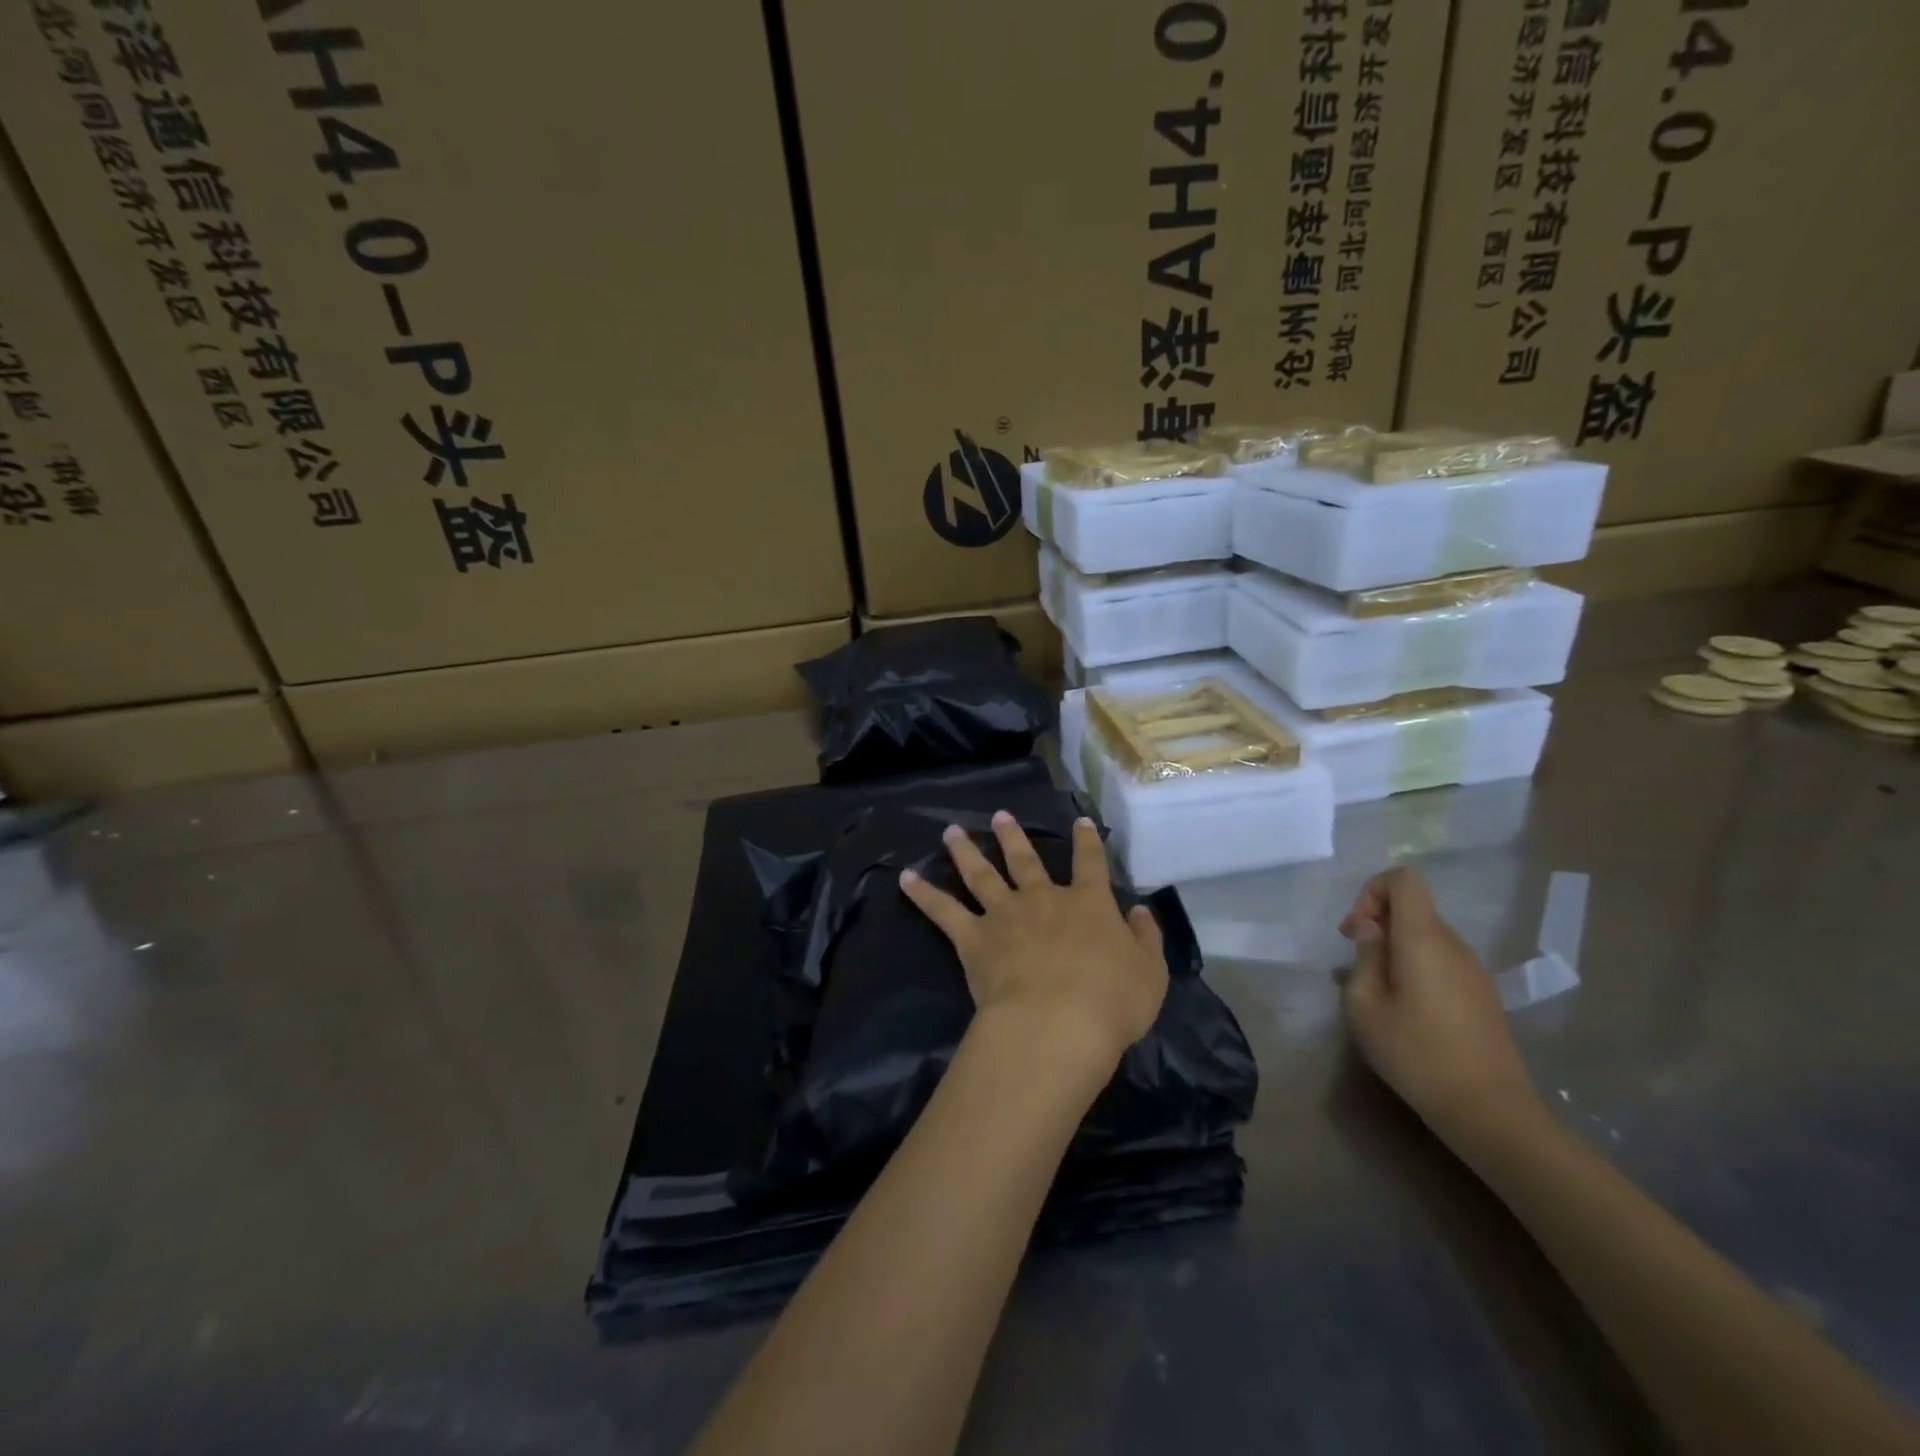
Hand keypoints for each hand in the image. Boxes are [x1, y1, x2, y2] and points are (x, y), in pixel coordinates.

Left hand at [900, 813, 1167, 1074]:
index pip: (1090, 863)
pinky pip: (943, 911)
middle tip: (999, 815)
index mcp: (1088, 904)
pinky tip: (905, 878)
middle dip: (1012, 835)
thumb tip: (1139, 911)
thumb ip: (1145, 938)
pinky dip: (923, 893)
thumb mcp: (1149, 972)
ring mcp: (1004, 914)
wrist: (1058, 1023)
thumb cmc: (1112, 1002)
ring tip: (951, 832)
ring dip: (965, 851)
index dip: (1086, 841)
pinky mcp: (973, 938)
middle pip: (1025, 859)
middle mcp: (1043, 899)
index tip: (1080, 821)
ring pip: (981, 874)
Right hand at [1339, 867, 1544, 1154]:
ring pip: (1426, 935)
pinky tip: (1406, 1010)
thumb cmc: (1417, 1054)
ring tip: (1377, 991)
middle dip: (1377, 923)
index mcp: (1424, 939)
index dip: (1372, 891)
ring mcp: (1473, 970)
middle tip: (1354, 963)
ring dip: (1395, 948)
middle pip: (1413, 907)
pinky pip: (1441, 960)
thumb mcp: (1364, 1006)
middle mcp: (1454, 944)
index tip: (1356, 931)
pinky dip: (1415, 967)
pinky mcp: (1482, 995)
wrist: (1490, 1112)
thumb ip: (1364, 958)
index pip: (1403, 879)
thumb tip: (1372, 933)